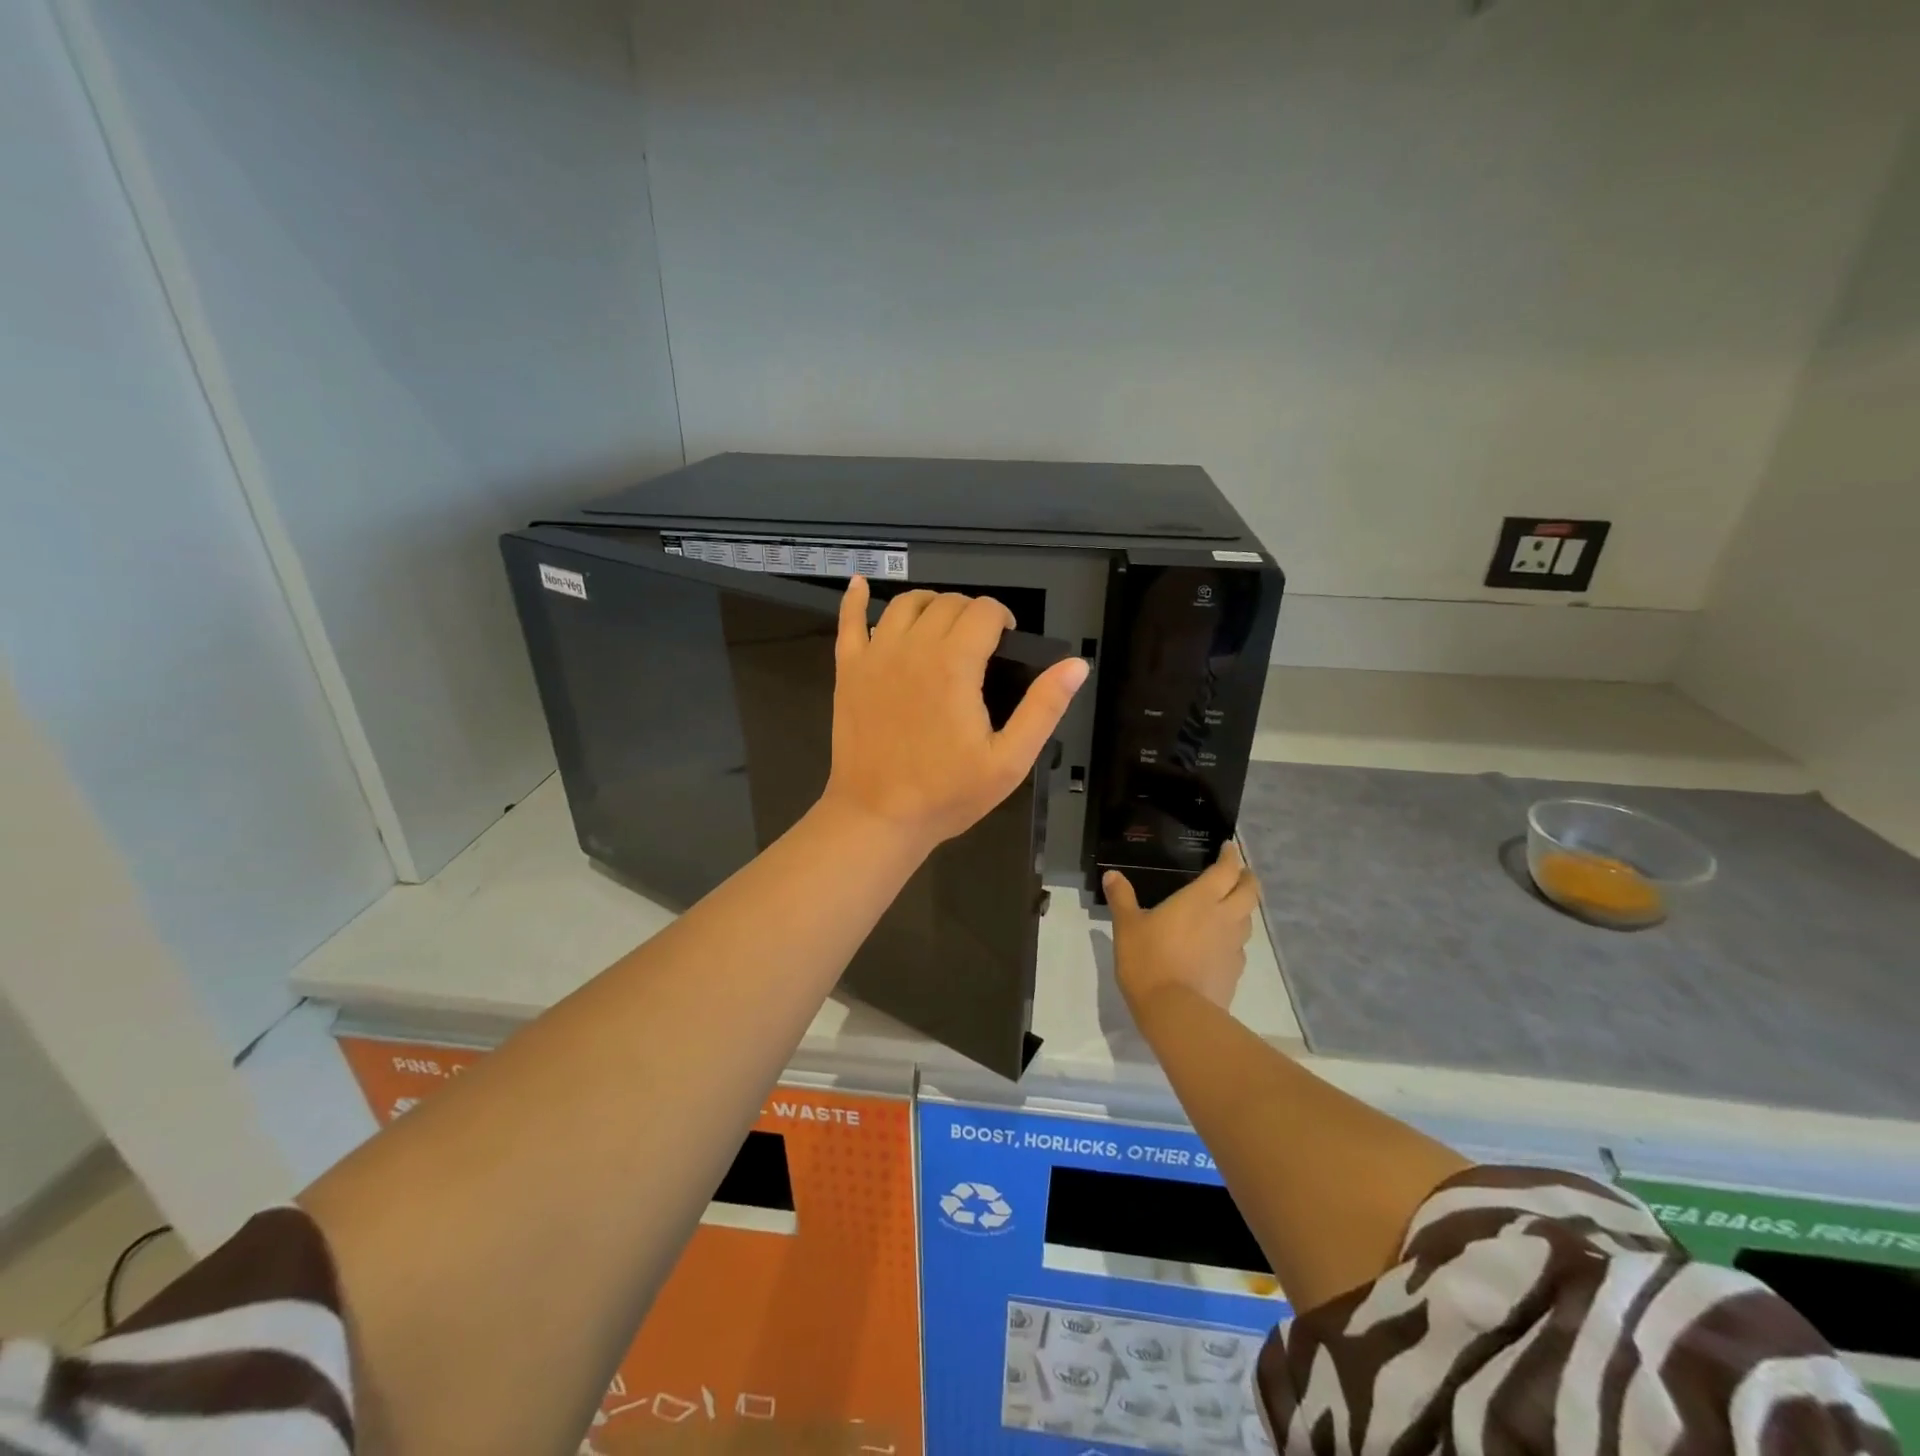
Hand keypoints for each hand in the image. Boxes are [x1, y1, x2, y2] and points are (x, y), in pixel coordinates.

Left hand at [822, 577, 1088, 850]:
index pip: (985, 611)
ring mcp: (875, 655)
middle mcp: (913, 647)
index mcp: (955, 664)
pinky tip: (860, 585)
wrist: (878, 817)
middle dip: (971, 612)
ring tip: (942, 625)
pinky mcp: (848, 670)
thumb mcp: (1009, 760)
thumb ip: (1044, 708)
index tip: (1007, 642)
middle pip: (947, 602)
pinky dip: (855, 599)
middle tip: (981, 643)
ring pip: (905, 604)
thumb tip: (1076, 664)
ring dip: (930, 604)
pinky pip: (849, 621)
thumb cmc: (947, 793)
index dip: (1003, 618)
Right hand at [1106, 844, 1259, 1012]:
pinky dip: (1233, 939)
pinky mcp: (1234, 972)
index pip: (1226, 870)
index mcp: (1200, 900)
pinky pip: (1239, 948)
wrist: (1175, 1012)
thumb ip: (1122, 898)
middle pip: (1250, 892)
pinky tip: (1218, 945)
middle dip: (1248, 878)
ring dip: (1243, 909)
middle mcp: (1224, 918)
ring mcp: (1233, 947)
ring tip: (1230, 907)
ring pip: (1248, 920)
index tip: (1228, 848)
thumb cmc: (1149, 960)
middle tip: (1239, 873)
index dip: (1231, 856)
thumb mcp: (1127, 926)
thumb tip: (1112, 875)